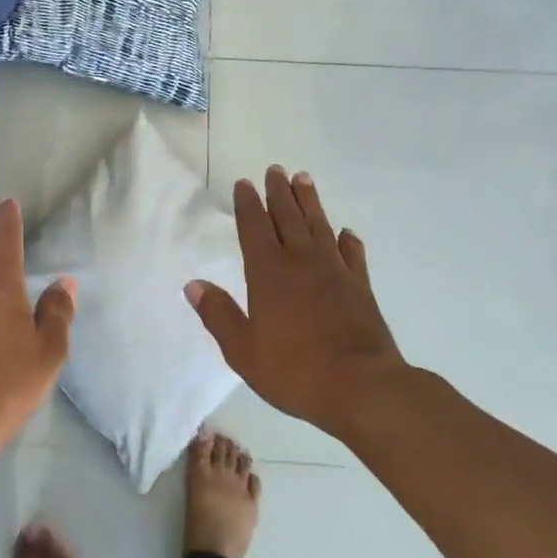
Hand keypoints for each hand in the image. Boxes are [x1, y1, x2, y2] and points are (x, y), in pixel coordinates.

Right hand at [185, 167, 406, 441]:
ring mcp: (335, 272)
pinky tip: (346, 233)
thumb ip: (218, 314)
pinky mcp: (361, 288)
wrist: (363, 388)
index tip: (244, 183)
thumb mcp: (243, 350)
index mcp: (268, 273)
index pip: (254, 228)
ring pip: (319, 227)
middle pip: (287, 218)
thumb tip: (193, 284)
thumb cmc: (295, 371)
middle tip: (275, 170)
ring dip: (310, 203)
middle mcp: (301, 262)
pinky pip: (353, 255)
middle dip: (279, 193)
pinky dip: (348, 241)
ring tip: (304, 180)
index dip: (248, 204)